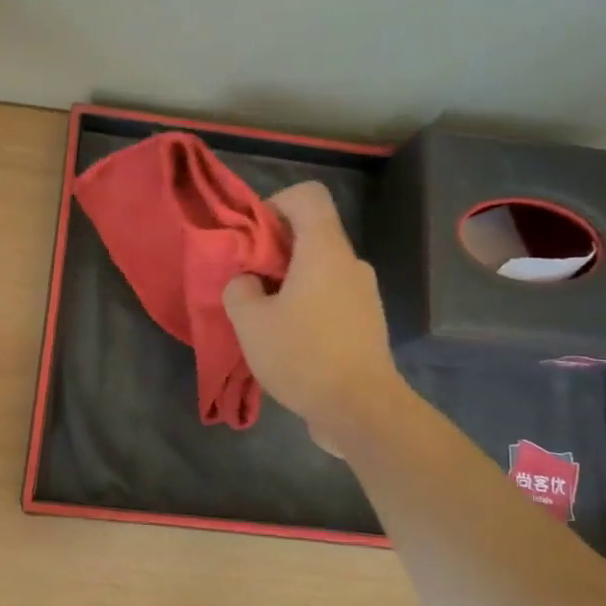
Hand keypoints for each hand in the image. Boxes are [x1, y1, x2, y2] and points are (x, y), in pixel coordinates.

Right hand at [224, 181, 405, 452]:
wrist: (361, 409)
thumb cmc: (303, 355)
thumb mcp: (250, 322)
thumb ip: (239, 289)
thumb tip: (248, 282)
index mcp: (325, 250)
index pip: (308, 196)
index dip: (276, 203)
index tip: (253, 237)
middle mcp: (350, 263)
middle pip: (311, 234)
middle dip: (274, 250)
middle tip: (247, 282)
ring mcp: (363, 294)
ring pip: (319, 269)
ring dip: (289, 282)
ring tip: (263, 317)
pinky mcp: (366, 323)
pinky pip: (330, 297)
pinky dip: (307, 305)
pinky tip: (288, 340)